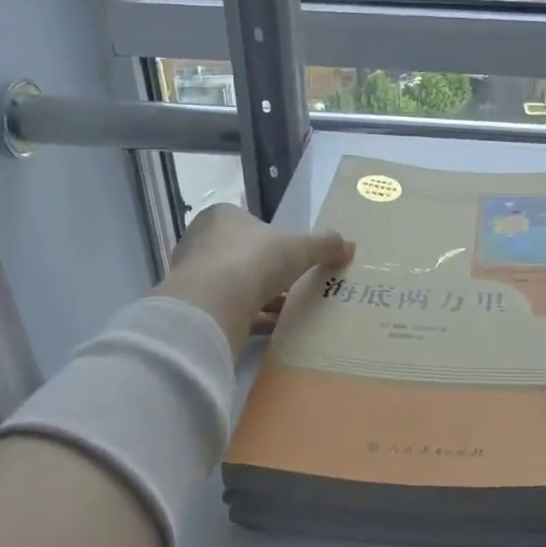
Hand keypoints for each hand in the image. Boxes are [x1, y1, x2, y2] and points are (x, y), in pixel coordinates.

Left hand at [154, 205, 352, 356]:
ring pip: (235, 285)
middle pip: (243, 255)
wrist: (211, 307)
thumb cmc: (254, 261)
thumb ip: (324, 245)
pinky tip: (276, 329)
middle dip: (268, 271)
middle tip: (295, 284)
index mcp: (222, 217)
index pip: (251, 224)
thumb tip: (350, 245)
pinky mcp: (195, 309)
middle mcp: (202, 242)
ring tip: (291, 309)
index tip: (294, 257)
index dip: (274, 239)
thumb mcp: (299, 248)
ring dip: (262, 297)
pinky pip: (230, 311)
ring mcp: (195, 277)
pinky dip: (252, 318)